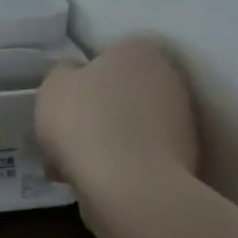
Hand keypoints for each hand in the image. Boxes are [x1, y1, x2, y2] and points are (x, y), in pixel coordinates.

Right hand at [35, 35, 199, 192]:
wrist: (129, 186)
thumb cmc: (84, 122)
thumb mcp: (53, 86)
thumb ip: (63, 72)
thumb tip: (76, 72)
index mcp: (139, 51)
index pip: (113, 52)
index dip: (86, 75)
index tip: (67, 98)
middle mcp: (169, 78)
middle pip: (123, 90)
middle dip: (97, 110)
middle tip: (66, 133)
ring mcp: (182, 120)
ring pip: (130, 126)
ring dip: (105, 140)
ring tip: (70, 166)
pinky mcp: (185, 158)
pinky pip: (139, 155)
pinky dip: (119, 165)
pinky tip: (91, 182)